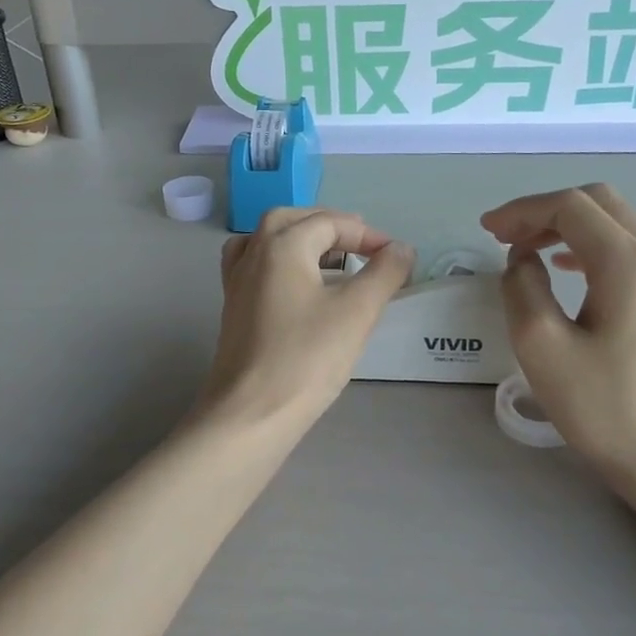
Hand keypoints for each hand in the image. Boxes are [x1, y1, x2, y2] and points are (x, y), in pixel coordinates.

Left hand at [200, 208, 413, 432]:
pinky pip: (255, 269)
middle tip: (359, 244)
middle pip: (290, 221)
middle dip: (327, 226)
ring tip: (327, 258)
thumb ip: (384, 273)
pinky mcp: (233, 311)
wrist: (251, 413)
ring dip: (298, 240)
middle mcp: (253, 255)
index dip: (367, 234)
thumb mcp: (356, 311)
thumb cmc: (306, 358)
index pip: (329, 223)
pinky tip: (296, 289)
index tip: (396, 256)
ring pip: (266, 242)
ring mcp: (237, 284)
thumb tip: (402, 249)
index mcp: (281, 246)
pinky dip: (279, 265)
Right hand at [484, 184, 635, 480]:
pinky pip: (627, 248)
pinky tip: (566, 268)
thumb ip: (522, 288)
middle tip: (504, 237)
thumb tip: (522, 261)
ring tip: (526, 251)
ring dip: (566, 226)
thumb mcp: (542, 347)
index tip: (487, 232)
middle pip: (597, 202)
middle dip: (544, 211)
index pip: (570, 206)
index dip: (522, 211)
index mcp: (628, 263)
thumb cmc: (605, 408)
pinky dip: (588, 245)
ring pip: (614, 222)